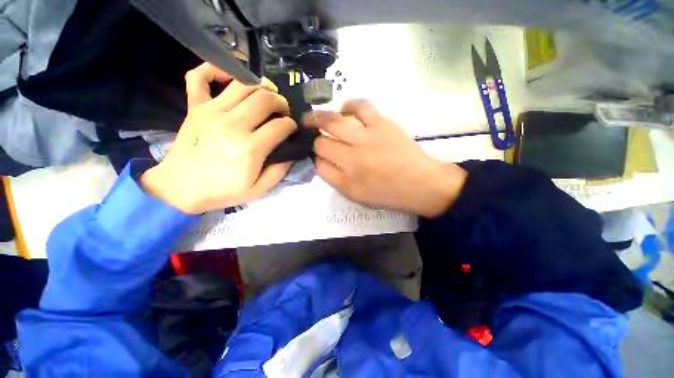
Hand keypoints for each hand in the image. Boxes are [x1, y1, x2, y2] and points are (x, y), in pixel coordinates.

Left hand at [140, 63, 296, 213]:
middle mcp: (232, 124)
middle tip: (284, 111)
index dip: (291, 125)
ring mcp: (211, 111)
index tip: (292, 129)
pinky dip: (215, 69)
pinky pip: (200, 77)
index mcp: (250, 148)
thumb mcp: (258, 190)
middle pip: (265, 99)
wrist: (180, 189)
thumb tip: (291, 153)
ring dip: (261, 86)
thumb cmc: (222, 191)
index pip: (280, 125)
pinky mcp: (195, 107)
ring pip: (243, 85)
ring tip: (268, 94)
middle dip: (281, 102)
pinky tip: (230, 76)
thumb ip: (279, 172)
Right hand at [304, 100, 466, 217]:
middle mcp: (352, 160)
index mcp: (346, 182)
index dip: (315, 159)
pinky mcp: (381, 124)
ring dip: (318, 119)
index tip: (318, 156)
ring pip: (332, 123)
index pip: (318, 165)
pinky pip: (360, 107)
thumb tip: (321, 161)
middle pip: (321, 144)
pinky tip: (343, 110)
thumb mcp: (357, 196)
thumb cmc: (389, 194)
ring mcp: (366, 139)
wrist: (421, 184)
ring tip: (313, 118)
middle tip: (314, 136)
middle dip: (314, 140)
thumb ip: (336, 180)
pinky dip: (348, 105)